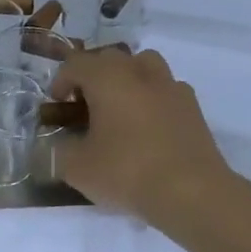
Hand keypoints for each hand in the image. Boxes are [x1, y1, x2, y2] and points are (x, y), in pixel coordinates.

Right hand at [50, 47, 236, 224]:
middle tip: (84, 106)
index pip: (75, 64)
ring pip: (143, 65)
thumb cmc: (127, 172)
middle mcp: (139, 71)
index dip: (61, 82)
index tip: (57, 105)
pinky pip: (166, 89)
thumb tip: (61, 144)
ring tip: (119, 108)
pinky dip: (152, 98)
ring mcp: (170, 86)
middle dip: (92, 77)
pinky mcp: (193, 107)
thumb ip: (59, 150)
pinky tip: (149, 127)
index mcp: (106, 77)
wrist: (192, 193)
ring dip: (126, 79)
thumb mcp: (76, 168)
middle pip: (109, 59)